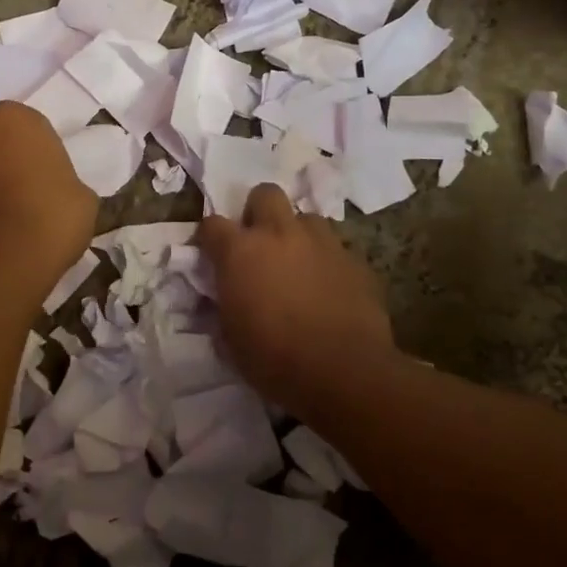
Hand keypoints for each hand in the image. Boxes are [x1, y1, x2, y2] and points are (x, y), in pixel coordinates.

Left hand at [0, 102, 96, 300]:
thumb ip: (65, 180)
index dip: (46, 155)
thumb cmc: (50, 218)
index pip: (34, 128)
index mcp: (12, 116)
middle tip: (34, 194)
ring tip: (13, 218)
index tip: (56, 180)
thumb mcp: (83, 196)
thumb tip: (55, 191)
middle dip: (13, 162)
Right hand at [197, 183, 394, 412]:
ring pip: (306, 219)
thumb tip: (223, 299)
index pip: (212, 224)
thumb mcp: (230, 337)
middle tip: (259, 244)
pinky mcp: (356, 260)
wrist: (344, 372)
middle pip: (265, 194)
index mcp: (240, 251)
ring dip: (297, 236)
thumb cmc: (273, 358)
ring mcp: (322, 243)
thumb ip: (224, 306)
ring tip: (298, 266)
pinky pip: (336, 249)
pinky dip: (326, 262)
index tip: (212, 255)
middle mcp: (280, 234)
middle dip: (258, 212)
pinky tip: (329, 290)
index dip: (210, 238)